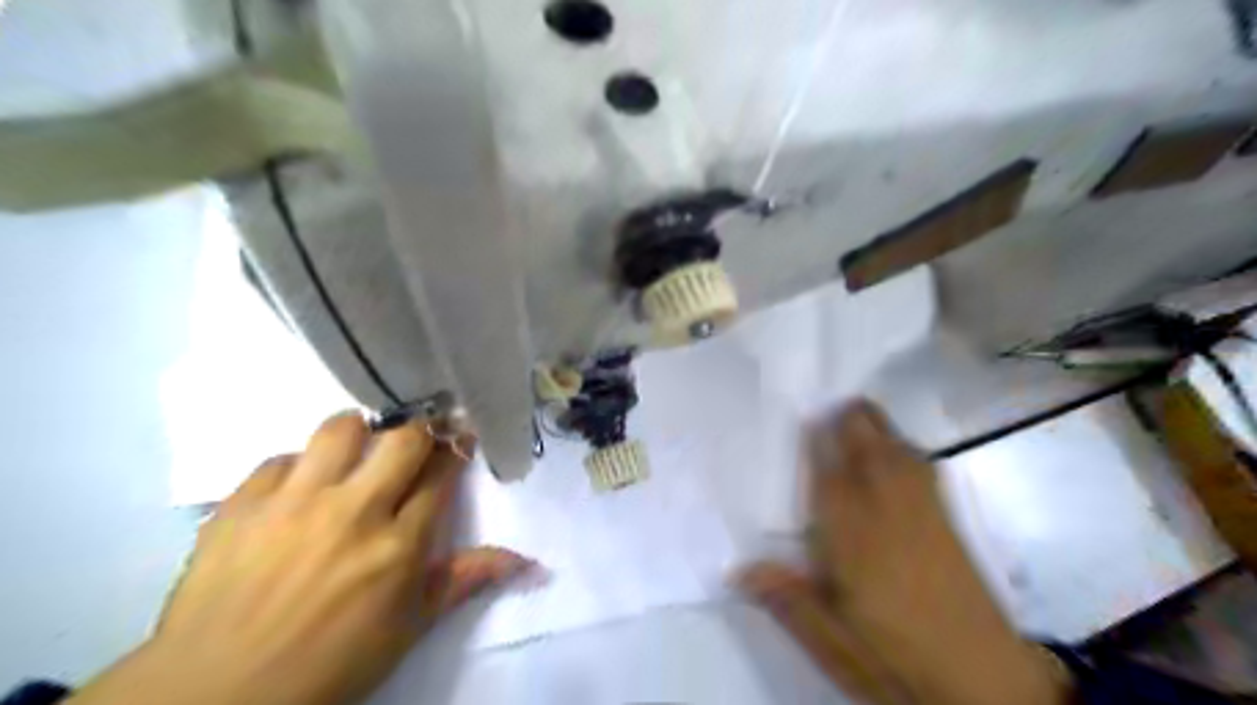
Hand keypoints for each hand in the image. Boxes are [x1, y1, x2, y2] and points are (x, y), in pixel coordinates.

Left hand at [66, 411, 535, 704]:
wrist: (215, 695)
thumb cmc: (330, 663)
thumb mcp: (408, 628)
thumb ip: (463, 581)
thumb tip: (527, 561)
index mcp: (398, 545)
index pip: (440, 474)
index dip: (455, 449)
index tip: (460, 438)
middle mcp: (353, 511)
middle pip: (402, 439)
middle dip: (418, 433)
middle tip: (414, 444)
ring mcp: (293, 503)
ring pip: (340, 429)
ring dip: (357, 435)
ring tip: (354, 455)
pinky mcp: (241, 504)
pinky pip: (279, 458)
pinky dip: (296, 468)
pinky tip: (295, 492)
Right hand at [737, 402, 1069, 704]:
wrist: (988, 686)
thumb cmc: (896, 659)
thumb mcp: (832, 642)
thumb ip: (787, 599)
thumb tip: (737, 569)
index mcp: (852, 531)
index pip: (828, 467)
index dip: (816, 435)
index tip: (800, 412)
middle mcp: (887, 506)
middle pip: (867, 442)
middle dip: (847, 417)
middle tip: (822, 407)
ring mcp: (923, 509)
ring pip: (897, 446)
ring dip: (874, 425)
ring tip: (852, 415)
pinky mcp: (949, 521)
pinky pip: (921, 464)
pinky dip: (901, 446)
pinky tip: (894, 452)